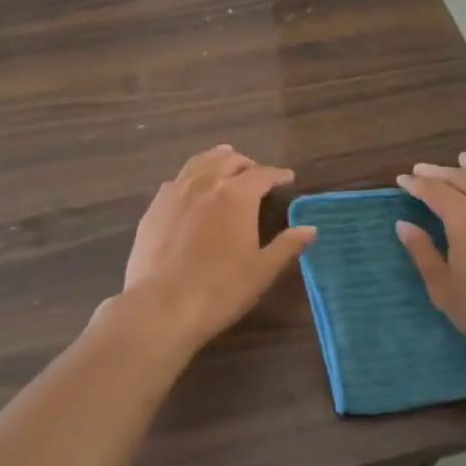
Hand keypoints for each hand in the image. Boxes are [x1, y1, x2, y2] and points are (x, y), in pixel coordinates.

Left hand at [115, 145, 316, 356]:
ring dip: (217, 160)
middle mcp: (206, 183)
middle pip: (229, 161)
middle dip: (247, 164)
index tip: (287, 177)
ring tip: (225, 162)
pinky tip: (191, 186)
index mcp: (237, 195)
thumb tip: (311, 228)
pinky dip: (191, 176)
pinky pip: (176, 180)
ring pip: (199, 163)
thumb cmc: (221, 289)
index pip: (263, 174)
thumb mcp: (262, 270)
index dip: (277, 174)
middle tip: (257, 173)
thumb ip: (287, 245)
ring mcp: (176, 192)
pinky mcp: (154, 207)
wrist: (162, 306)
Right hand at [396, 153, 465, 377]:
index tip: (401, 180)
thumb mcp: (445, 289)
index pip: (434, 191)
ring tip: (461, 159)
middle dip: (439, 173)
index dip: (416, 185)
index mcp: (464, 218)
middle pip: (462, 179)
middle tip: (421, 169)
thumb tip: (404, 225)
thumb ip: (423, 252)